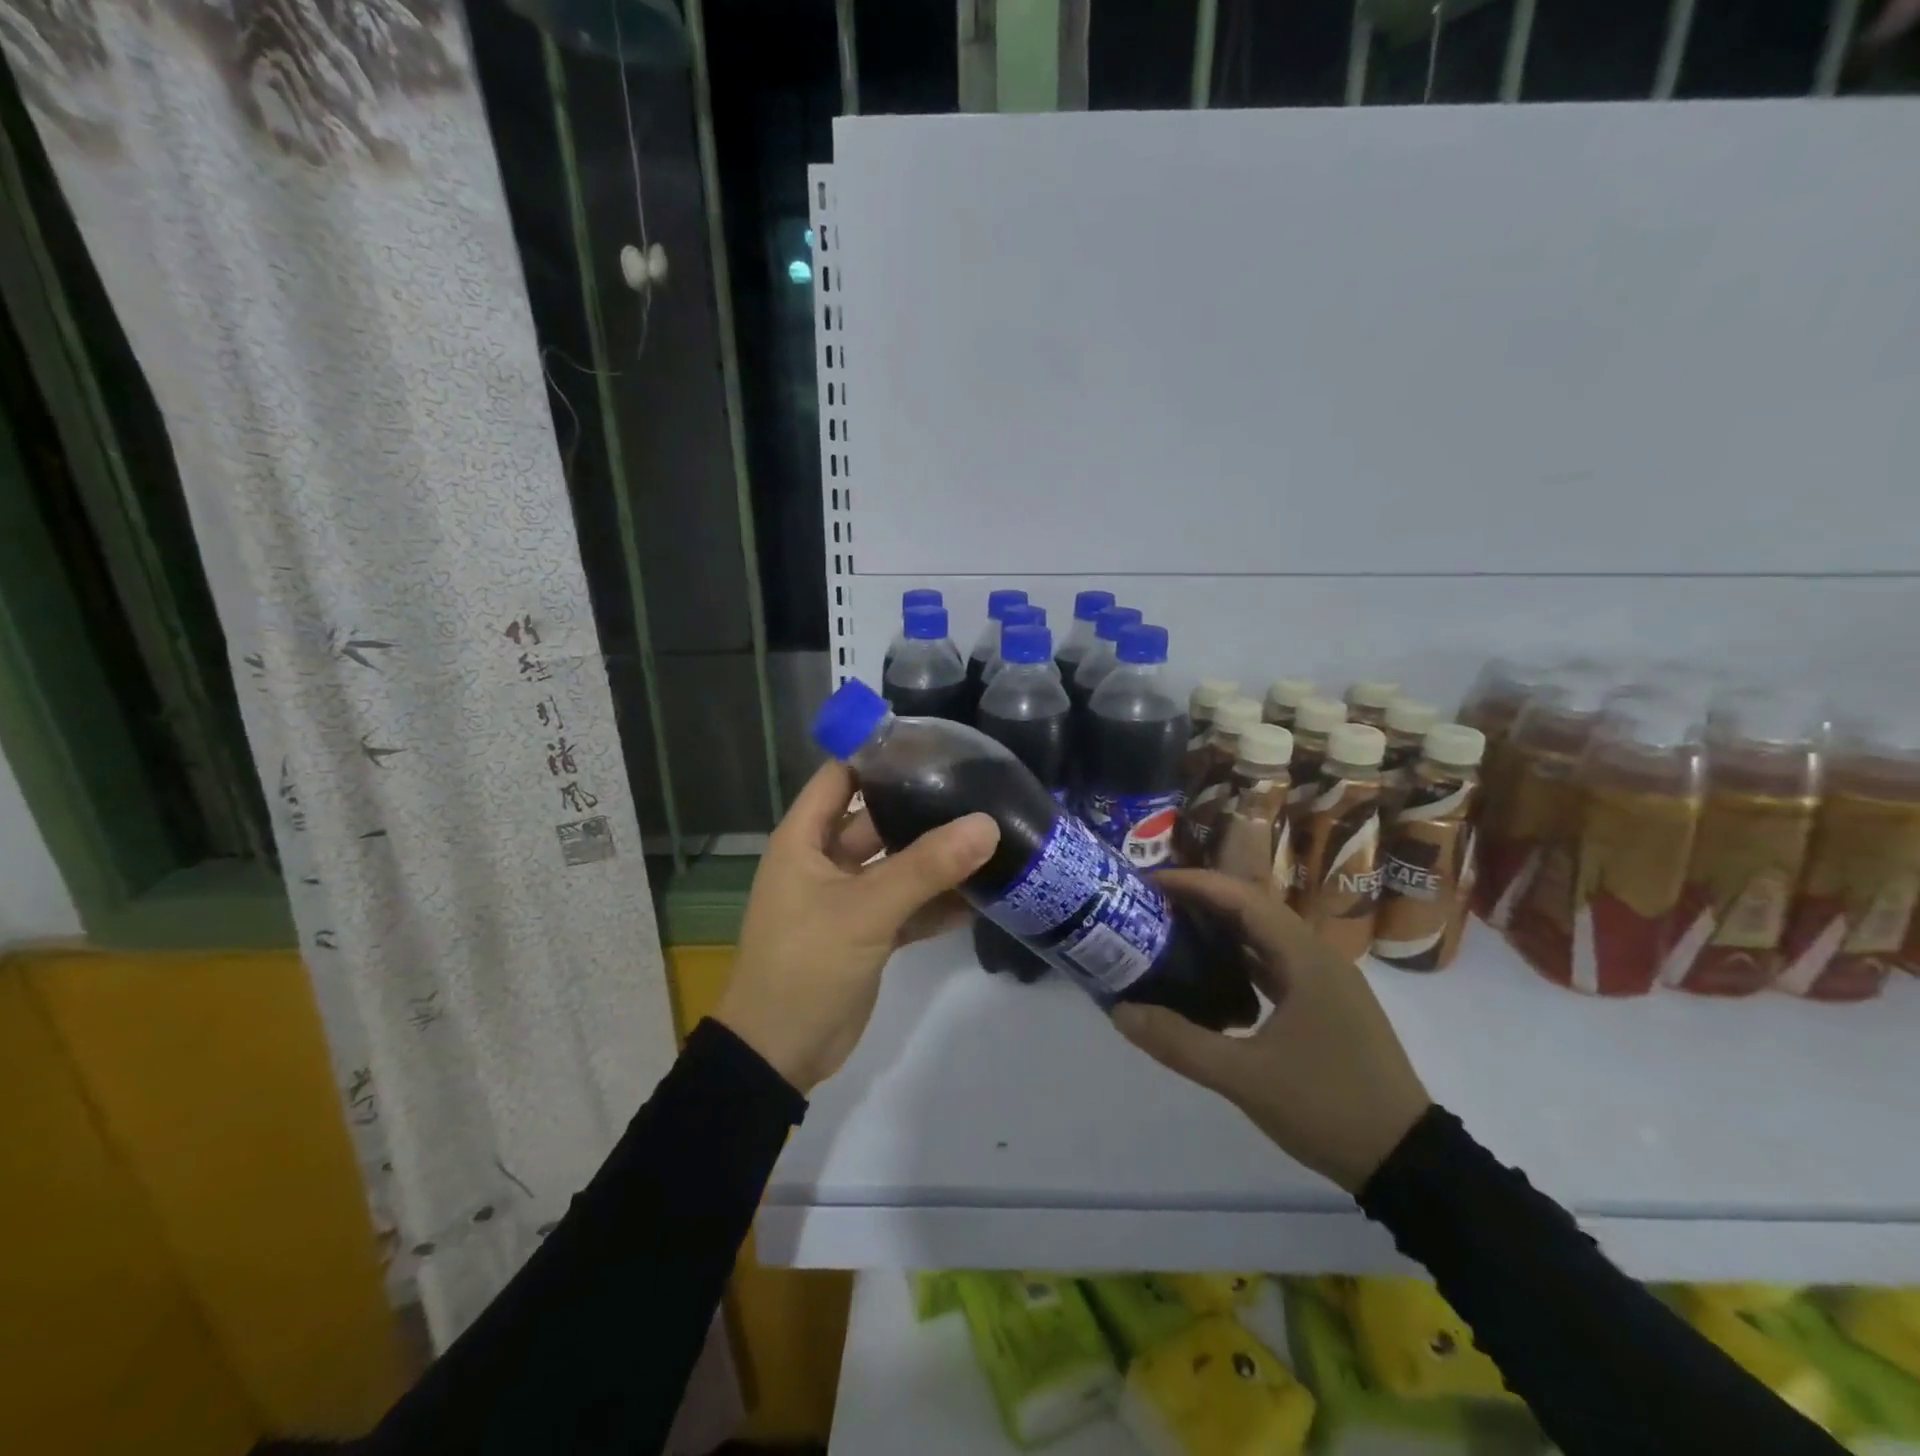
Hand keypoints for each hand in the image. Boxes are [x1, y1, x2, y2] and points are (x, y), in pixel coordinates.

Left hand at [715, 761, 998, 1092]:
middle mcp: (825, 860)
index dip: (879, 755)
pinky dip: (937, 901)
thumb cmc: (805, 964)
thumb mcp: (865, 910)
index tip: (933, 743)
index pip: (841, 776)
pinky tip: (983, 893)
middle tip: (978, 789)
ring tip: (991, 834)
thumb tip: (986, 825)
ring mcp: (848, 898)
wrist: (779, 1054)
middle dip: (921, 806)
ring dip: (936, 857)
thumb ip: (926, 868)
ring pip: (897, 864)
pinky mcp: (868, 933)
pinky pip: (907, 905)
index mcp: (805, 839)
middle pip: (877, 818)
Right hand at [1111, 870, 1431, 1192]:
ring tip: (1172, 932)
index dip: (1196, 883)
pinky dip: (1240, 960)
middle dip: (1203, 901)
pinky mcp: (1327, 1007)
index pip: (1243, 898)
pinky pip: (1275, 965)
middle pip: (1253, 910)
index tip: (1151, 883)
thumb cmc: (1328, 1107)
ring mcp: (1326, 983)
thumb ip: (1180, 1042)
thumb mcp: (1245, 1078)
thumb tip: (1121, 1012)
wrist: (1408, 1161)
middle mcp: (1318, 958)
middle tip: (1153, 905)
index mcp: (1305, 959)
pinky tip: (1211, 977)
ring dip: (1222, 929)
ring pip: (1266, 937)